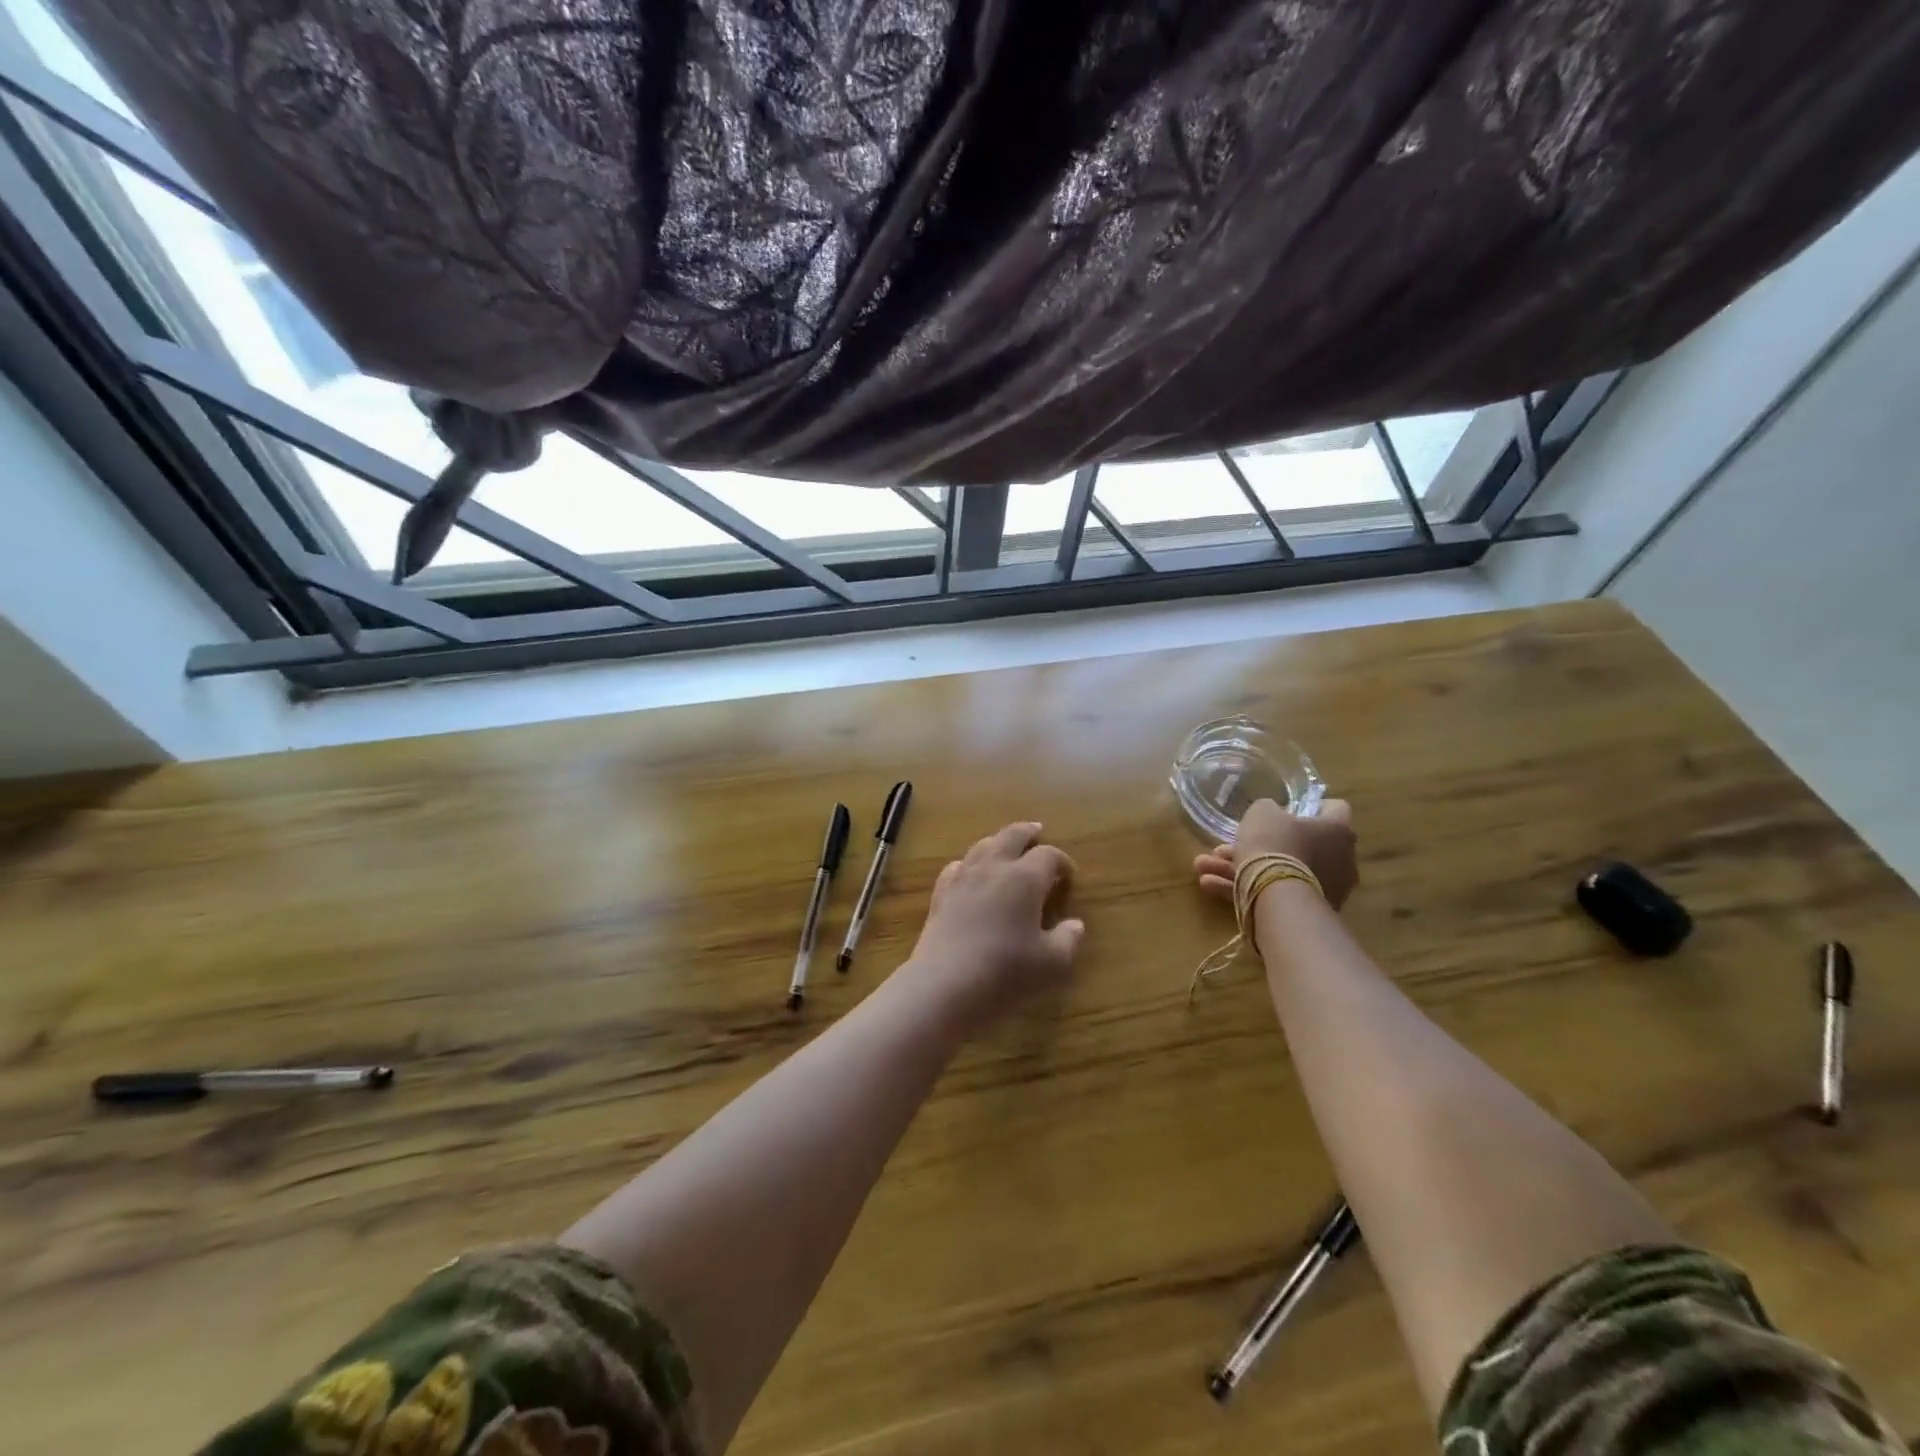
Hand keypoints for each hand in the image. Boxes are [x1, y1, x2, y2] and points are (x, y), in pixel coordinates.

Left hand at [907, 823, 1083, 1030]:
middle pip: (1012, 836)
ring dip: (999, 841)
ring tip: (1007, 846)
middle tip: (1037, 831)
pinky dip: (970, 863)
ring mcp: (963, 877)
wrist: (946, 983)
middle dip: (1028, 832)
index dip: (1062, 861)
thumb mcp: (1051, 963)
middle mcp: (994, 867)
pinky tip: (970, 872)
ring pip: (983, 845)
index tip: (1069, 874)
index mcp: (1025, 878)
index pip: (1049, 856)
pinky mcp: (941, 893)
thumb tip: (1076, 925)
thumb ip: (1068, 940)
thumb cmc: (1006, 971)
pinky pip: (957, 866)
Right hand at [1193, 798, 1358, 910]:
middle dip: (1259, 844)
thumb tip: (1274, 816)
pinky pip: (1274, 893)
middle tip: (1227, 845)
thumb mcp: (1262, 813)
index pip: (1336, 808)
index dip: (1313, 805)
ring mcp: (1326, 888)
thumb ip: (1269, 810)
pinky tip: (1210, 885)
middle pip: (1297, 845)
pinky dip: (1245, 887)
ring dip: (1241, 867)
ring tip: (1205, 867)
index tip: (1289, 808)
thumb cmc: (1276, 845)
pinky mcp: (1308, 912)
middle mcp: (1340, 859)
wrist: (1278, 898)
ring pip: (1278, 871)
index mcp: (1337, 830)